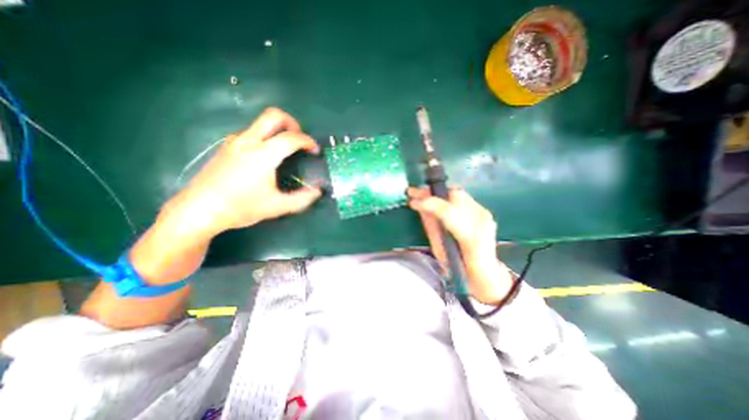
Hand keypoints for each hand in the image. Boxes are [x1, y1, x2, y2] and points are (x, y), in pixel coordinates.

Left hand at [164, 107, 321, 239]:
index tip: (315, 150)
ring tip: (285, 150)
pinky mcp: (226, 147)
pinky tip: (266, 156)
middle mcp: (248, 141)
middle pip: (273, 116)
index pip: (291, 138)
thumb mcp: (277, 207)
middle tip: (299, 140)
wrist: (198, 210)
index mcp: (263, 155)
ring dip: (278, 130)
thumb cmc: (240, 208)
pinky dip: (265, 137)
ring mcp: (234, 142)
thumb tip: (317, 192)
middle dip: (292, 123)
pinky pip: (251, 133)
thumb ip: (301, 199)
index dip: (308, 141)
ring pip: (260, 123)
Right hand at [410, 187, 515, 305]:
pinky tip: (436, 201)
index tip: (412, 201)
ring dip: (438, 193)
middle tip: (414, 193)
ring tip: (421, 194)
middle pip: (455, 195)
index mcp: (471, 236)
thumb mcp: (440, 252)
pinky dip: (446, 198)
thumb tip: (421, 209)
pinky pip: (462, 199)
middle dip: (432, 192)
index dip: (428, 203)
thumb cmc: (461, 270)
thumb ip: (432, 228)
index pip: (447, 211)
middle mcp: (481, 221)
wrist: (487, 276)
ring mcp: (485, 215)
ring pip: (458, 194)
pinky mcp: (484, 213)